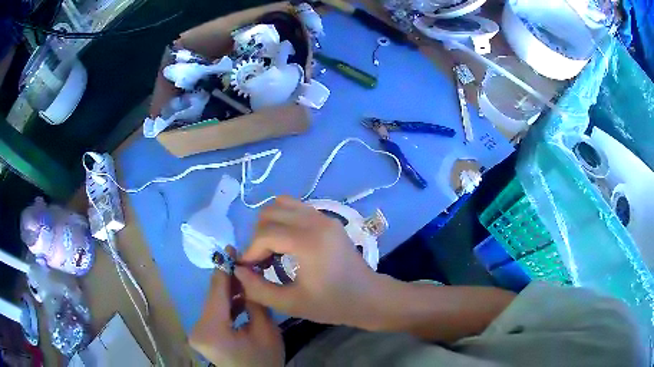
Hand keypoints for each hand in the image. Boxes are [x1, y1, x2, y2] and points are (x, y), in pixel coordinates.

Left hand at [189, 255, 283, 366]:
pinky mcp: (202, 334)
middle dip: (229, 281)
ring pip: (214, 304)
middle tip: (244, 263)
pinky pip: (214, 313)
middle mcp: (197, 328)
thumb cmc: (263, 361)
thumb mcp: (266, 330)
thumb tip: (246, 276)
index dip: (224, 268)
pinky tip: (240, 298)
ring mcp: (197, 331)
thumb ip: (254, 301)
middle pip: (214, 297)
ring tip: (246, 280)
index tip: (230, 247)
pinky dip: (227, 305)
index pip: (217, 292)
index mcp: (212, 329)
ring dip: (229, 293)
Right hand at [234, 196, 382, 326]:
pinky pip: (296, 207)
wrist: (368, 297)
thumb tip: (238, 270)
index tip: (249, 269)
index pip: (265, 234)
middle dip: (258, 236)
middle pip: (269, 213)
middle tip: (261, 260)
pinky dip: (283, 220)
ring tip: (271, 249)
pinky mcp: (327, 218)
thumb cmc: (332, 304)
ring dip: (269, 224)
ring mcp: (323, 216)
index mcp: (308, 241)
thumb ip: (258, 289)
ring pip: (281, 204)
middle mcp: (315, 221)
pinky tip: (286, 243)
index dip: (250, 251)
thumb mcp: (291, 304)